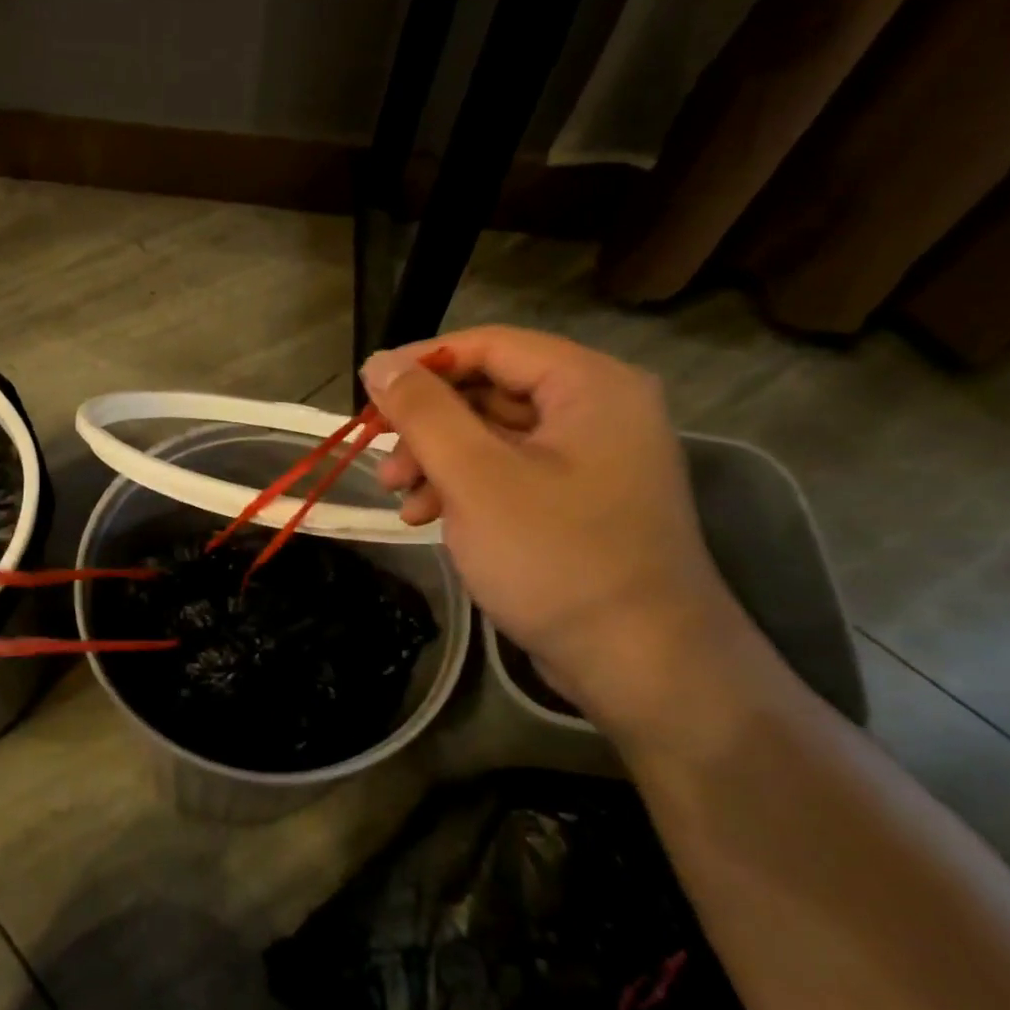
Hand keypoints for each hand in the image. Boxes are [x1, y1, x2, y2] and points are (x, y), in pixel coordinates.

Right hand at [364, 327, 743, 738]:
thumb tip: (379, 361)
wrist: (642, 665)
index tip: (367, 391)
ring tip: (398, 498)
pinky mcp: (577, 500)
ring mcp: (590, 458)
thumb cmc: (556, 557)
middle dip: (427, 425)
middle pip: (489, 390)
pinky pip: (508, 471)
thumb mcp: (475, 477)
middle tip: (381, 459)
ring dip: (437, 460)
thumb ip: (423, 411)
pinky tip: (426, 517)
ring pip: (492, 435)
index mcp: (588, 385)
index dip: (422, 363)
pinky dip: (464, 488)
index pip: (490, 345)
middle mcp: (596, 409)